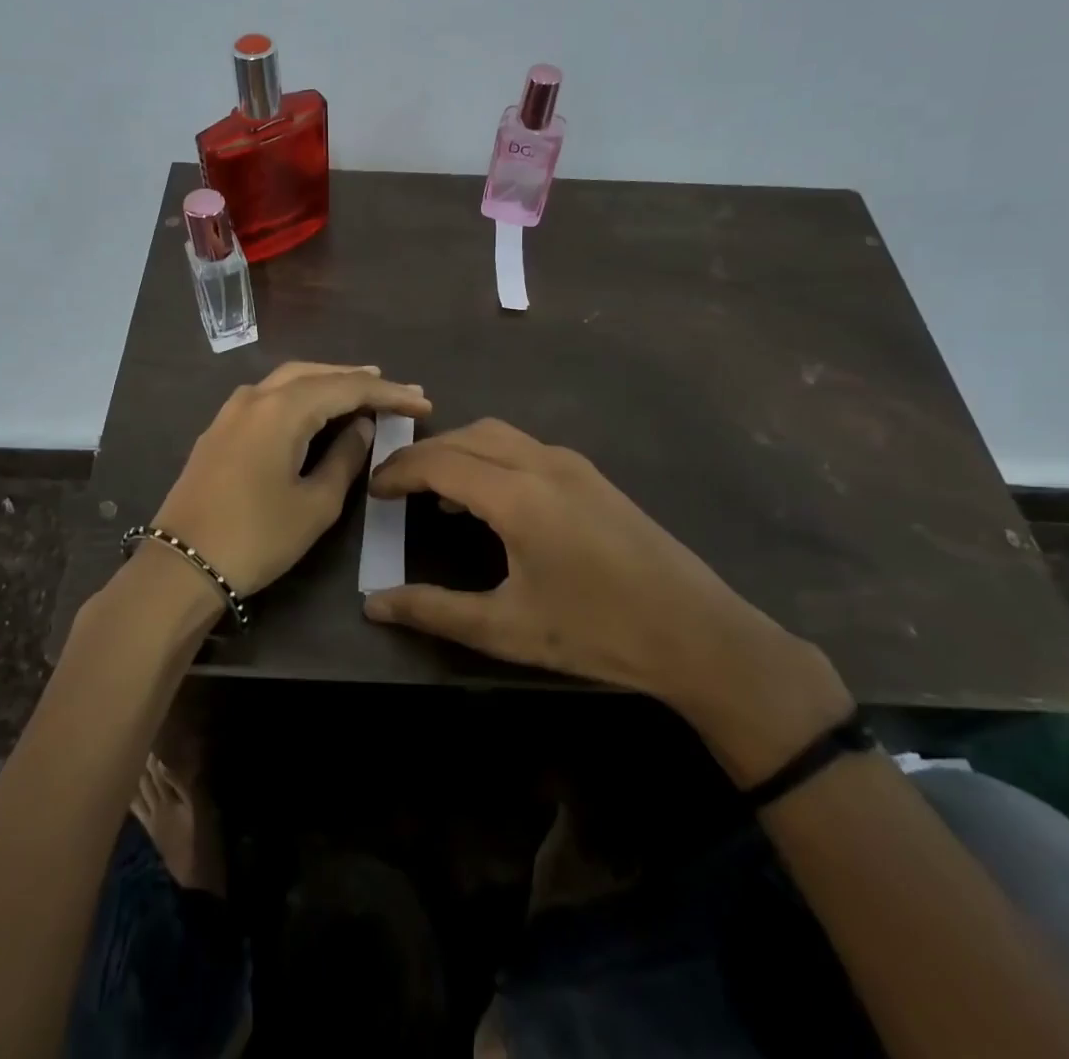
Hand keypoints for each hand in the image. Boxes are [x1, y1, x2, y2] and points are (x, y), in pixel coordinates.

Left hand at [151, 362, 432, 597]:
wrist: (181, 566)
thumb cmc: (257, 538)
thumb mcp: (315, 504)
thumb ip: (344, 458)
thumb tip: (362, 427)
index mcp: (282, 409)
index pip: (347, 388)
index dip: (388, 393)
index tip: (422, 402)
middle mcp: (255, 396)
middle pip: (316, 373)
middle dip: (358, 379)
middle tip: (396, 390)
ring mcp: (231, 410)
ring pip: (289, 380)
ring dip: (327, 382)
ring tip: (362, 389)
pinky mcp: (219, 428)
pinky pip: (268, 396)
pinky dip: (299, 394)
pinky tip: (314, 408)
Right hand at [361, 419, 851, 782]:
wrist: (697, 632)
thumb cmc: (596, 631)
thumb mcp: (506, 629)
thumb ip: (433, 610)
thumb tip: (373, 604)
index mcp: (518, 494)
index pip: (439, 462)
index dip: (398, 471)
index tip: (372, 491)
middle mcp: (542, 462)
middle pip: (466, 436)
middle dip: (423, 454)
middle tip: (394, 487)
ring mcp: (572, 464)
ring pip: (497, 435)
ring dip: (458, 451)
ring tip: (433, 491)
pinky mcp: (591, 475)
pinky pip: (523, 447)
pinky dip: (489, 457)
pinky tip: (488, 499)